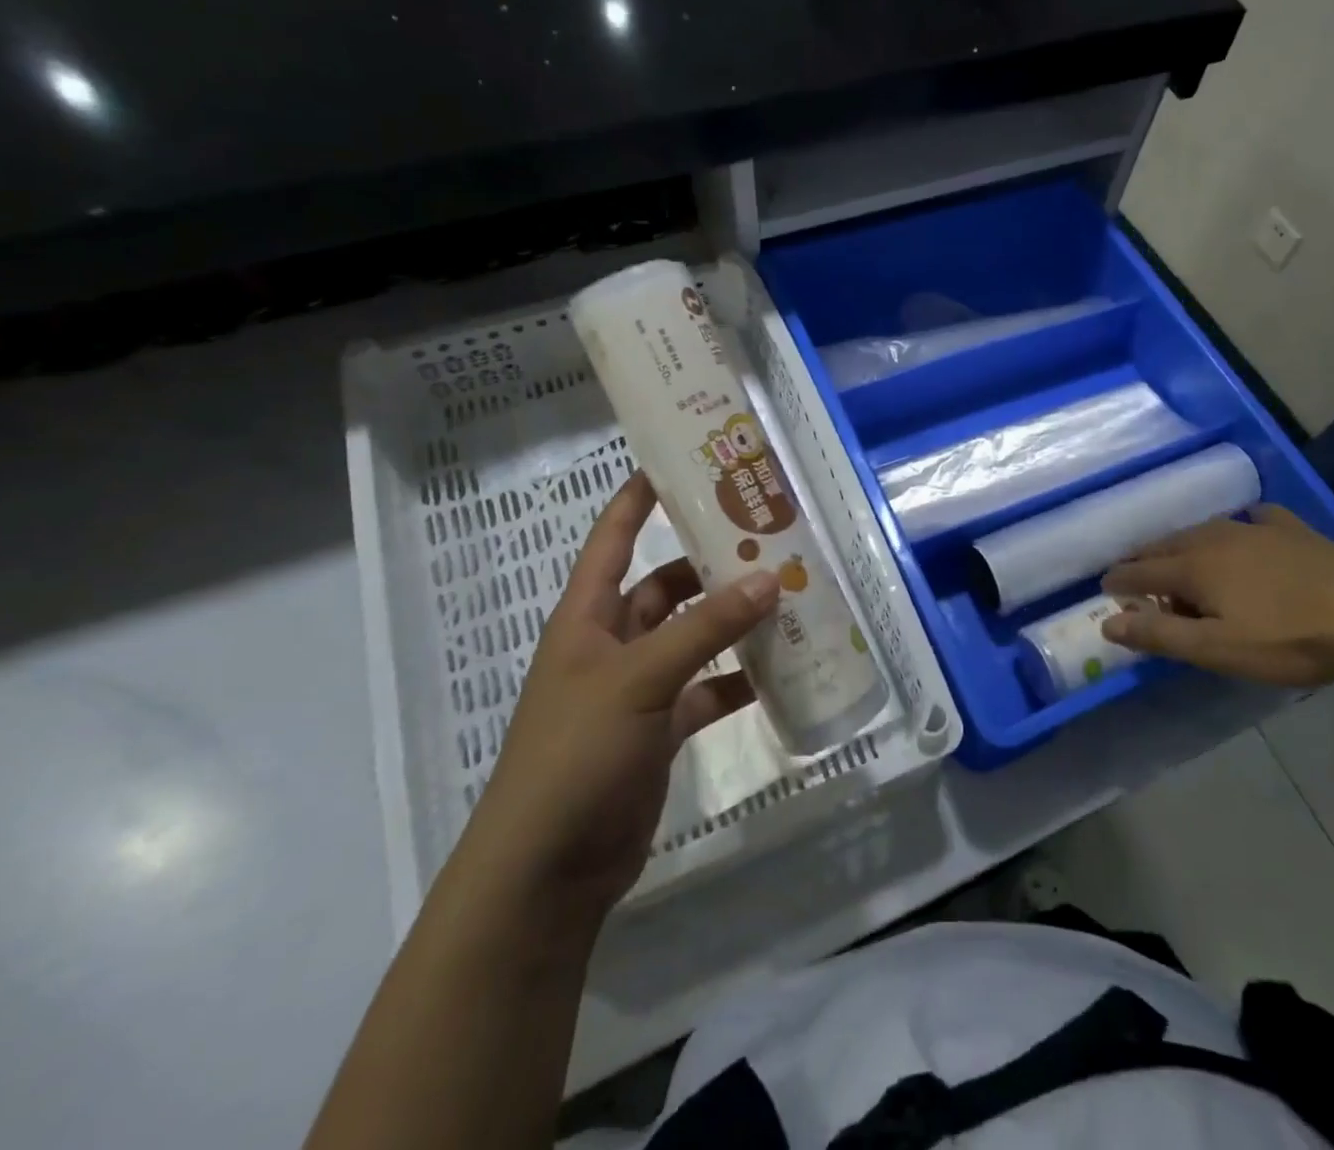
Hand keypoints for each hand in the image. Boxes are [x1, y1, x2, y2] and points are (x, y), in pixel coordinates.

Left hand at [460, 472, 778, 914]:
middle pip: (663, 586)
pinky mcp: (660, 729)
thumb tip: (768, 579)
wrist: (547, 871)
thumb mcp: (639, 679)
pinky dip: (737, 680)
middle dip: (708, 565)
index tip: (677, 462)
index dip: (637, 498)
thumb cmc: (575, 754)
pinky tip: (778, 673)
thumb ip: (705, 629)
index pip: (611, 539)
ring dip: (731, 622)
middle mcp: (611, 644)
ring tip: (785, 598)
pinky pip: (706, 690)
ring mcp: (637, 688)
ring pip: (692, 638)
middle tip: (765, 540)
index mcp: (587, 618)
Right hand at [1098, 506, 1333, 688]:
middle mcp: (1213, 538)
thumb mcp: (1215, 648)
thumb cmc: (1286, 638)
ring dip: (1184, 546)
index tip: (1106, 588)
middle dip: (1145, 560)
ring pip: (1203, 531)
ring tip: (1183, 563)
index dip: (1119, 581)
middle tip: (1136, 576)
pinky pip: (1252, 520)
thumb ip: (1158, 635)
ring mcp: (1253, 528)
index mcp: (1192, 566)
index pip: (1139, 570)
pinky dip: (1238, 528)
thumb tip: (1107, 623)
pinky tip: (1247, 531)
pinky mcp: (1289, 529)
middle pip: (1166, 545)